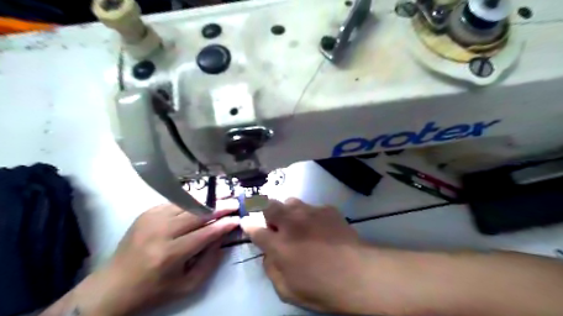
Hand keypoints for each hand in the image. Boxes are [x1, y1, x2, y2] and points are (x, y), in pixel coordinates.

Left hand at [68, 201, 238, 314]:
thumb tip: (222, 236)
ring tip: (224, 196)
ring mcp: (151, 219)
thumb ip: (209, 261)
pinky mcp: (147, 213)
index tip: (238, 218)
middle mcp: (160, 232)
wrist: (113, 286)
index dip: (224, 224)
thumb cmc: (153, 290)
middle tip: (235, 202)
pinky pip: (176, 202)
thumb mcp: (187, 285)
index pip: (205, 233)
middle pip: (197, 213)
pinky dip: (192, 202)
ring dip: (208, 200)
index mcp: (169, 254)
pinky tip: (203, 201)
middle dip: (220, 207)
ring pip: (187, 204)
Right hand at [240, 197, 369, 312]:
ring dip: (288, 211)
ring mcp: (310, 213)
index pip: (255, 229)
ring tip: (297, 222)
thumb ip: (271, 270)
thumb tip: (268, 254)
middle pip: (269, 206)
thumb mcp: (288, 290)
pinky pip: (312, 207)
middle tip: (274, 221)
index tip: (247, 222)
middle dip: (265, 210)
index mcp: (278, 244)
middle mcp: (291, 223)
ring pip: (290, 201)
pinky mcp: (327, 209)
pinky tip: (320, 226)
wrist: (358, 274)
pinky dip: (311, 215)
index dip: (249, 225)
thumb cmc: (321, 288)